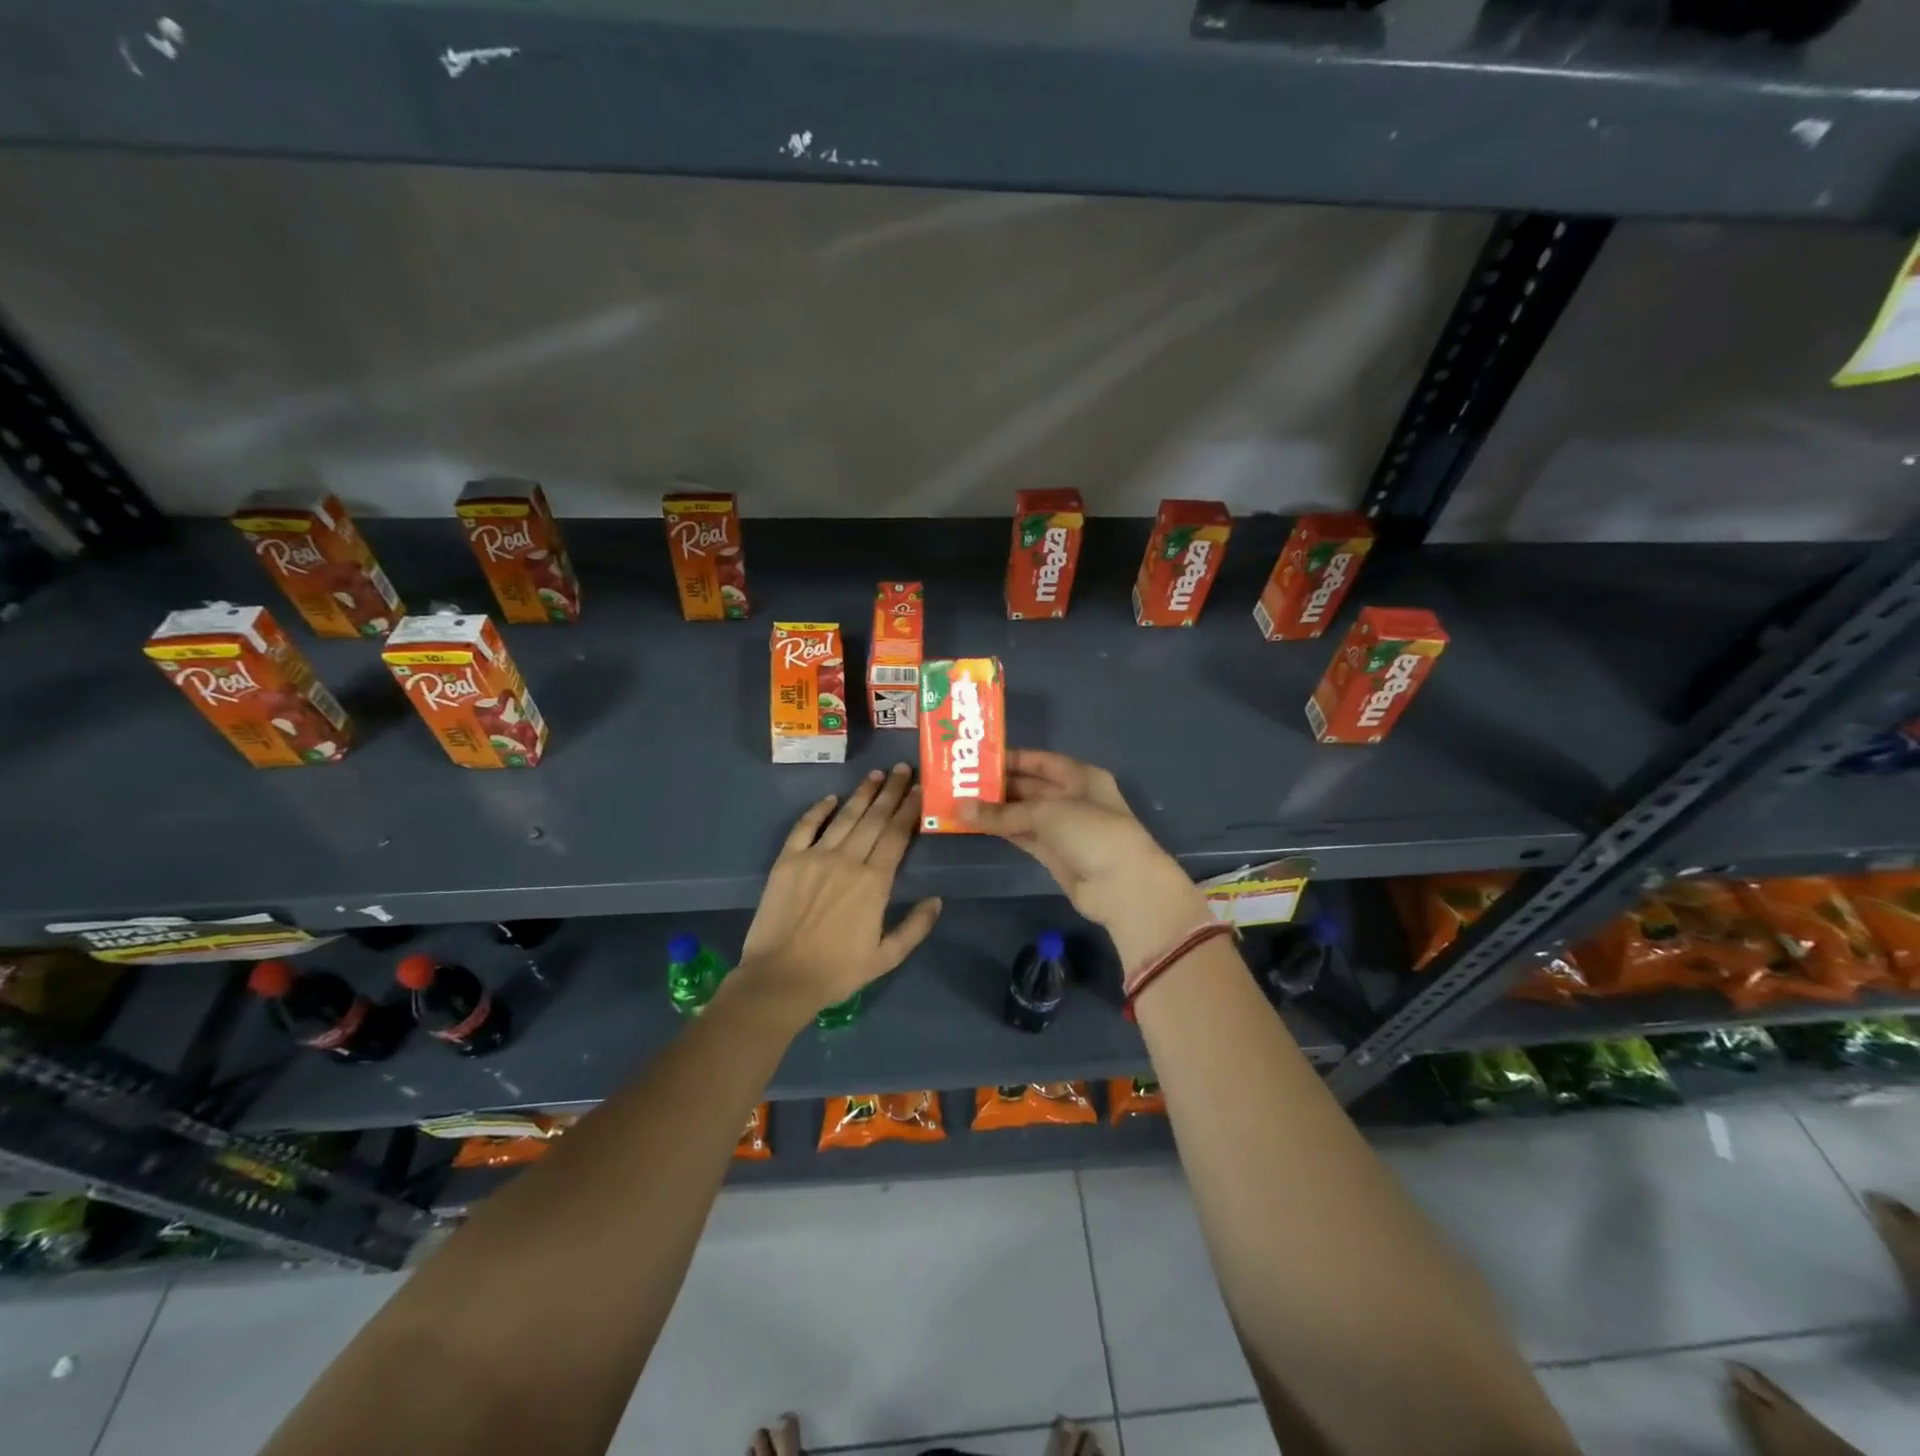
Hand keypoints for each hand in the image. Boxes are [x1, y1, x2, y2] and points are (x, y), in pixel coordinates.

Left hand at [735, 763, 941, 1021]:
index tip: (920, 789)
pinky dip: (818, 810)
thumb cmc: (837, 972)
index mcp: (874, 882)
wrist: (780, 979)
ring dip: (862, 794)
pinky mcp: (787, 861)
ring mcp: (815, 857)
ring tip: (877, 774)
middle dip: (891, 791)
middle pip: (874, 819)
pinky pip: (805, 827)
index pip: (896, 835)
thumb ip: (915, 927)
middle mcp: (847, 860)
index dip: (909, 810)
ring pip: (844, 817)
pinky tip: (830, 798)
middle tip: (904, 768)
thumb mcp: (886, 958)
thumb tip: (937, 900)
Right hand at [963, 750, 1206, 958]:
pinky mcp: (1053, 854)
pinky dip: (1001, 830)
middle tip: (959, 782)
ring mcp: (1063, 828)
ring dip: (995, 810)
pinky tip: (975, 824)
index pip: (1041, 761)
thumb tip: (958, 808)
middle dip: (998, 785)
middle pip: (1030, 787)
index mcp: (1080, 776)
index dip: (1012, 759)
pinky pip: (1022, 835)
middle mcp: (1072, 798)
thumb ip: (1002, 812)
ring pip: (1023, 813)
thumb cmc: (1092, 832)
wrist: (1122, 886)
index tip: (978, 758)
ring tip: (959, 802)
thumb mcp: (1046, 813)